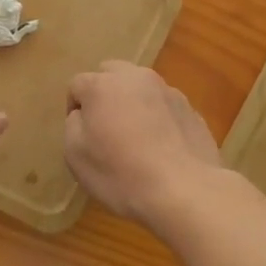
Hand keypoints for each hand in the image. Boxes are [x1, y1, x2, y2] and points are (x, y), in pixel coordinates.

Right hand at [64, 62, 225, 227]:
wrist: (185, 191)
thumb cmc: (121, 174)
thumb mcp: (76, 155)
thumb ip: (73, 125)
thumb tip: (83, 114)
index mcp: (103, 86)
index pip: (78, 84)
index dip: (74, 108)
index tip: (81, 135)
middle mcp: (137, 78)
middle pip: (112, 73)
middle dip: (104, 94)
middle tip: (105, 127)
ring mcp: (169, 92)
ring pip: (141, 88)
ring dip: (133, 103)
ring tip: (136, 138)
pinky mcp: (192, 110)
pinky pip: (165, 107)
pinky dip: (158, 118)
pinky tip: (160, 148)